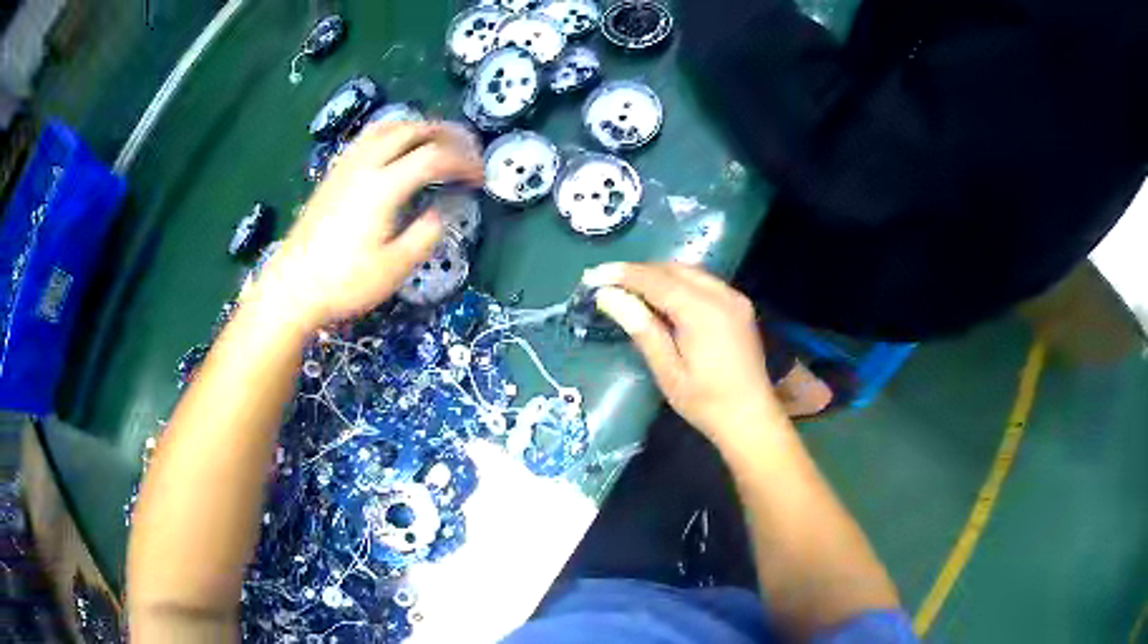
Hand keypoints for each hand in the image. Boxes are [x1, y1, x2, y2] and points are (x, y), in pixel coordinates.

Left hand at [250, 122, 483, 332]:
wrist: (292, 286)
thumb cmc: (344, 283)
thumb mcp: (394, 268)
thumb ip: (425, 235)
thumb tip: (442, 212)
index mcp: (384, 187)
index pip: (434, 157)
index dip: (464, 162)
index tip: (480, 177)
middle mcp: (365, 165)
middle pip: (413, 130)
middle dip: (447, 134)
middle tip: (467, 150)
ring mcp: (346, 166)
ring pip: (389, 126)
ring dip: (420, 127)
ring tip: (438, 142)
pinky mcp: (334, 173)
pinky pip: (369, 137)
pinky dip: (394, 133)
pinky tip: (398, 151)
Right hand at [583, 262, 783, 441]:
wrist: (751, 418)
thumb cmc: (706, 402)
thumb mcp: (668, 371)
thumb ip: (641, 328)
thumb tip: (608, 297)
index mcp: (702, 311)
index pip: (655, 280)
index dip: (623, 274)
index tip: (593, 275)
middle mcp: (721, 295)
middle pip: (673, 269)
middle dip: (639, 271)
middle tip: (608, 282)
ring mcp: (734, 298)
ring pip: (690, 271)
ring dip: (659, 275)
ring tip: (630, 289)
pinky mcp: (739, 305)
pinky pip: (704, 282)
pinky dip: (679, 282)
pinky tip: (663, 298)